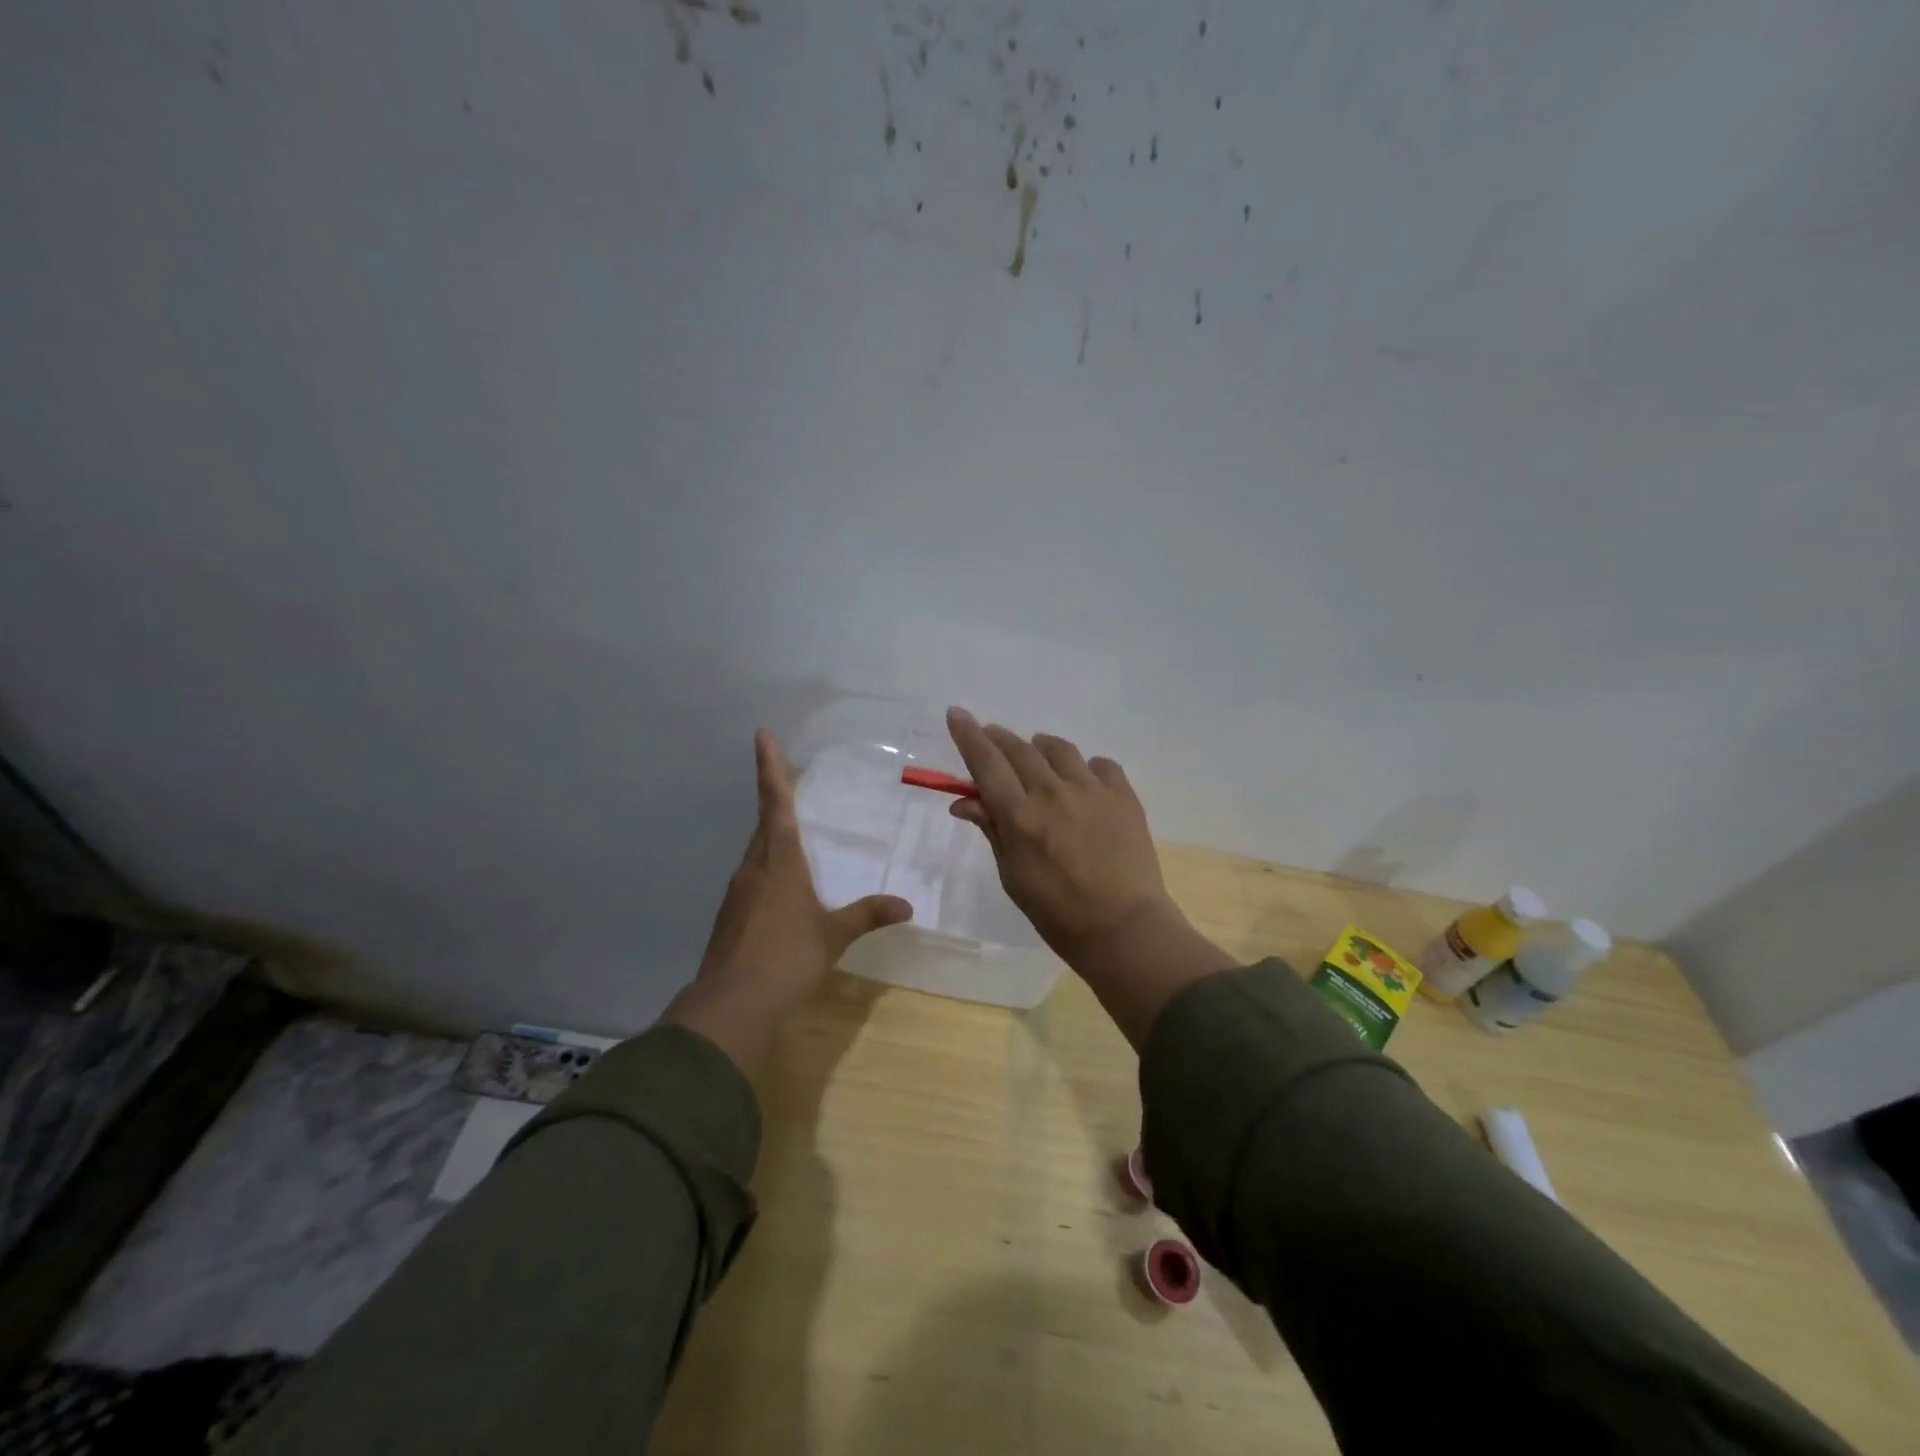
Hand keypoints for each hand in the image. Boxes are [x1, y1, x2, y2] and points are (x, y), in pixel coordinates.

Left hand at [661, 730, 911, 1074]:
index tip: (762, 735)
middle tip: (791, 779)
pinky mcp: (731, 915)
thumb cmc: (786, 958)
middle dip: (775, 798)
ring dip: (772, 835)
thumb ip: (867, 915)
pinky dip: (768, 867)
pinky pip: (753, 877)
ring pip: (757, 851)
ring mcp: (738, 891)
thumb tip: (906, 906)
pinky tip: (784, 887)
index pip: (775, 803)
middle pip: (764, 823)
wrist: (730, 1006)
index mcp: (779, 860)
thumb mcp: (833, 935)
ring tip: (794, 831)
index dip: (770, 768)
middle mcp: (754, 867)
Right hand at [945, 708, 1232, 1046]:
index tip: (957, 713)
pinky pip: (1101, 765)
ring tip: (1037, 754)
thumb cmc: (1057, 913)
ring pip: (1059, 749)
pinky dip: (1086, 767)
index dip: (968, 735)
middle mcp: (1053, 792)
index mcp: (1020, 816)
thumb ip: (992, 830)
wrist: (1124, 928)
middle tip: (990, 735)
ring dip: (1040, 746)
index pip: (986, 763)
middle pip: (1019, 749)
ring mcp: (1092, 790)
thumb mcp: (1013, 876)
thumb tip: (964, 800)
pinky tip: (1084, 780)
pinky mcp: (1123, 796)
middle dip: (999, 737)